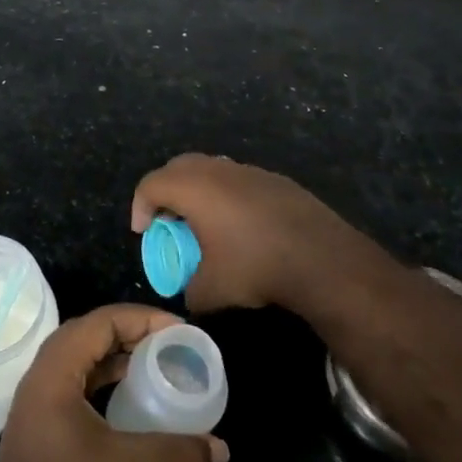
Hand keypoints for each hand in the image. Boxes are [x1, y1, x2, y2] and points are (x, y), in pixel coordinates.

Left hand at [0, 305, 228, 461]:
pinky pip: (80, 381)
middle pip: (94, 333)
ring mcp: (40, 396)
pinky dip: (108, 380)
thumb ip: (178, 455)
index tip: (180, 331)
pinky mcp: (43, 420)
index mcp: (58, 365)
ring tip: (158, 366)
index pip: (104, 320)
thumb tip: (220, 448)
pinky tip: (132, 399)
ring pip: (86, 358)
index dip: (144, 318)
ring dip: (120, 357)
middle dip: (135, 333)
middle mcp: (45, 370)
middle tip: (173, 345)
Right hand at [131, 153, 374, 312]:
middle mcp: (216, 169)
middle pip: (177, 168)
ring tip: (203, 222)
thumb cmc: (256, 266)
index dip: (140, 207)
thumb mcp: (213, 290)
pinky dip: (227, 195)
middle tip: (168, 221)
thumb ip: (190, 291)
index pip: (151, 184)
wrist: (321, 257)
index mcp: (193, 188)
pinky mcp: (273, 178)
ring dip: (198, 190)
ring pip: (210, 169)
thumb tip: (188, 294)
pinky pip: (237, 179)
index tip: (144, 232)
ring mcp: (247, 170)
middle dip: (166, 191)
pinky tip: (241, 225)